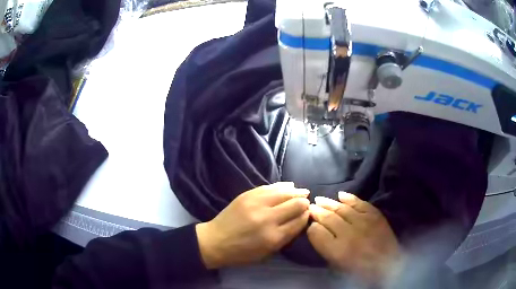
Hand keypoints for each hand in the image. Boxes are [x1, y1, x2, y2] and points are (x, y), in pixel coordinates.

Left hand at [195, 182, 309, 268]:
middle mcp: (267, 218)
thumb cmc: (242, 253)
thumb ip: (286, 236)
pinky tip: (289, 186)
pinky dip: (282, 186)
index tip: (309, 214)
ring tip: (303, 192)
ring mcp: (256, 204)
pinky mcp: (247, 195)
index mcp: (273, 237)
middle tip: (306, 204)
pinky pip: (270, 186)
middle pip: (296, 204)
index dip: (307, 216)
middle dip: (304, 203)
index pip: (300, 221)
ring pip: (285, 192)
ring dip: (296, 192)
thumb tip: (301, 219)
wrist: (215, 241)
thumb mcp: (267, 252)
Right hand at [307, 192, 401, 283]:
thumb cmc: (360, 270)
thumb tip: (315, 229)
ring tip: (320, 199)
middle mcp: (349, 234)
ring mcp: (364, 222)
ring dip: (329, 203)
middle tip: (310, 206)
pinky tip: (341, 195)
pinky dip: (350, 198)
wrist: (388, 264)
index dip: (311, 224)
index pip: (317, 231)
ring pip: (342, 209)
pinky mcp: (375, 216)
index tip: (308, 220)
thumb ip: (325, 247)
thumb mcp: (337, 264)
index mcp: (338, 250)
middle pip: (328, 217)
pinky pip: (360, 203)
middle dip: (317, 211)